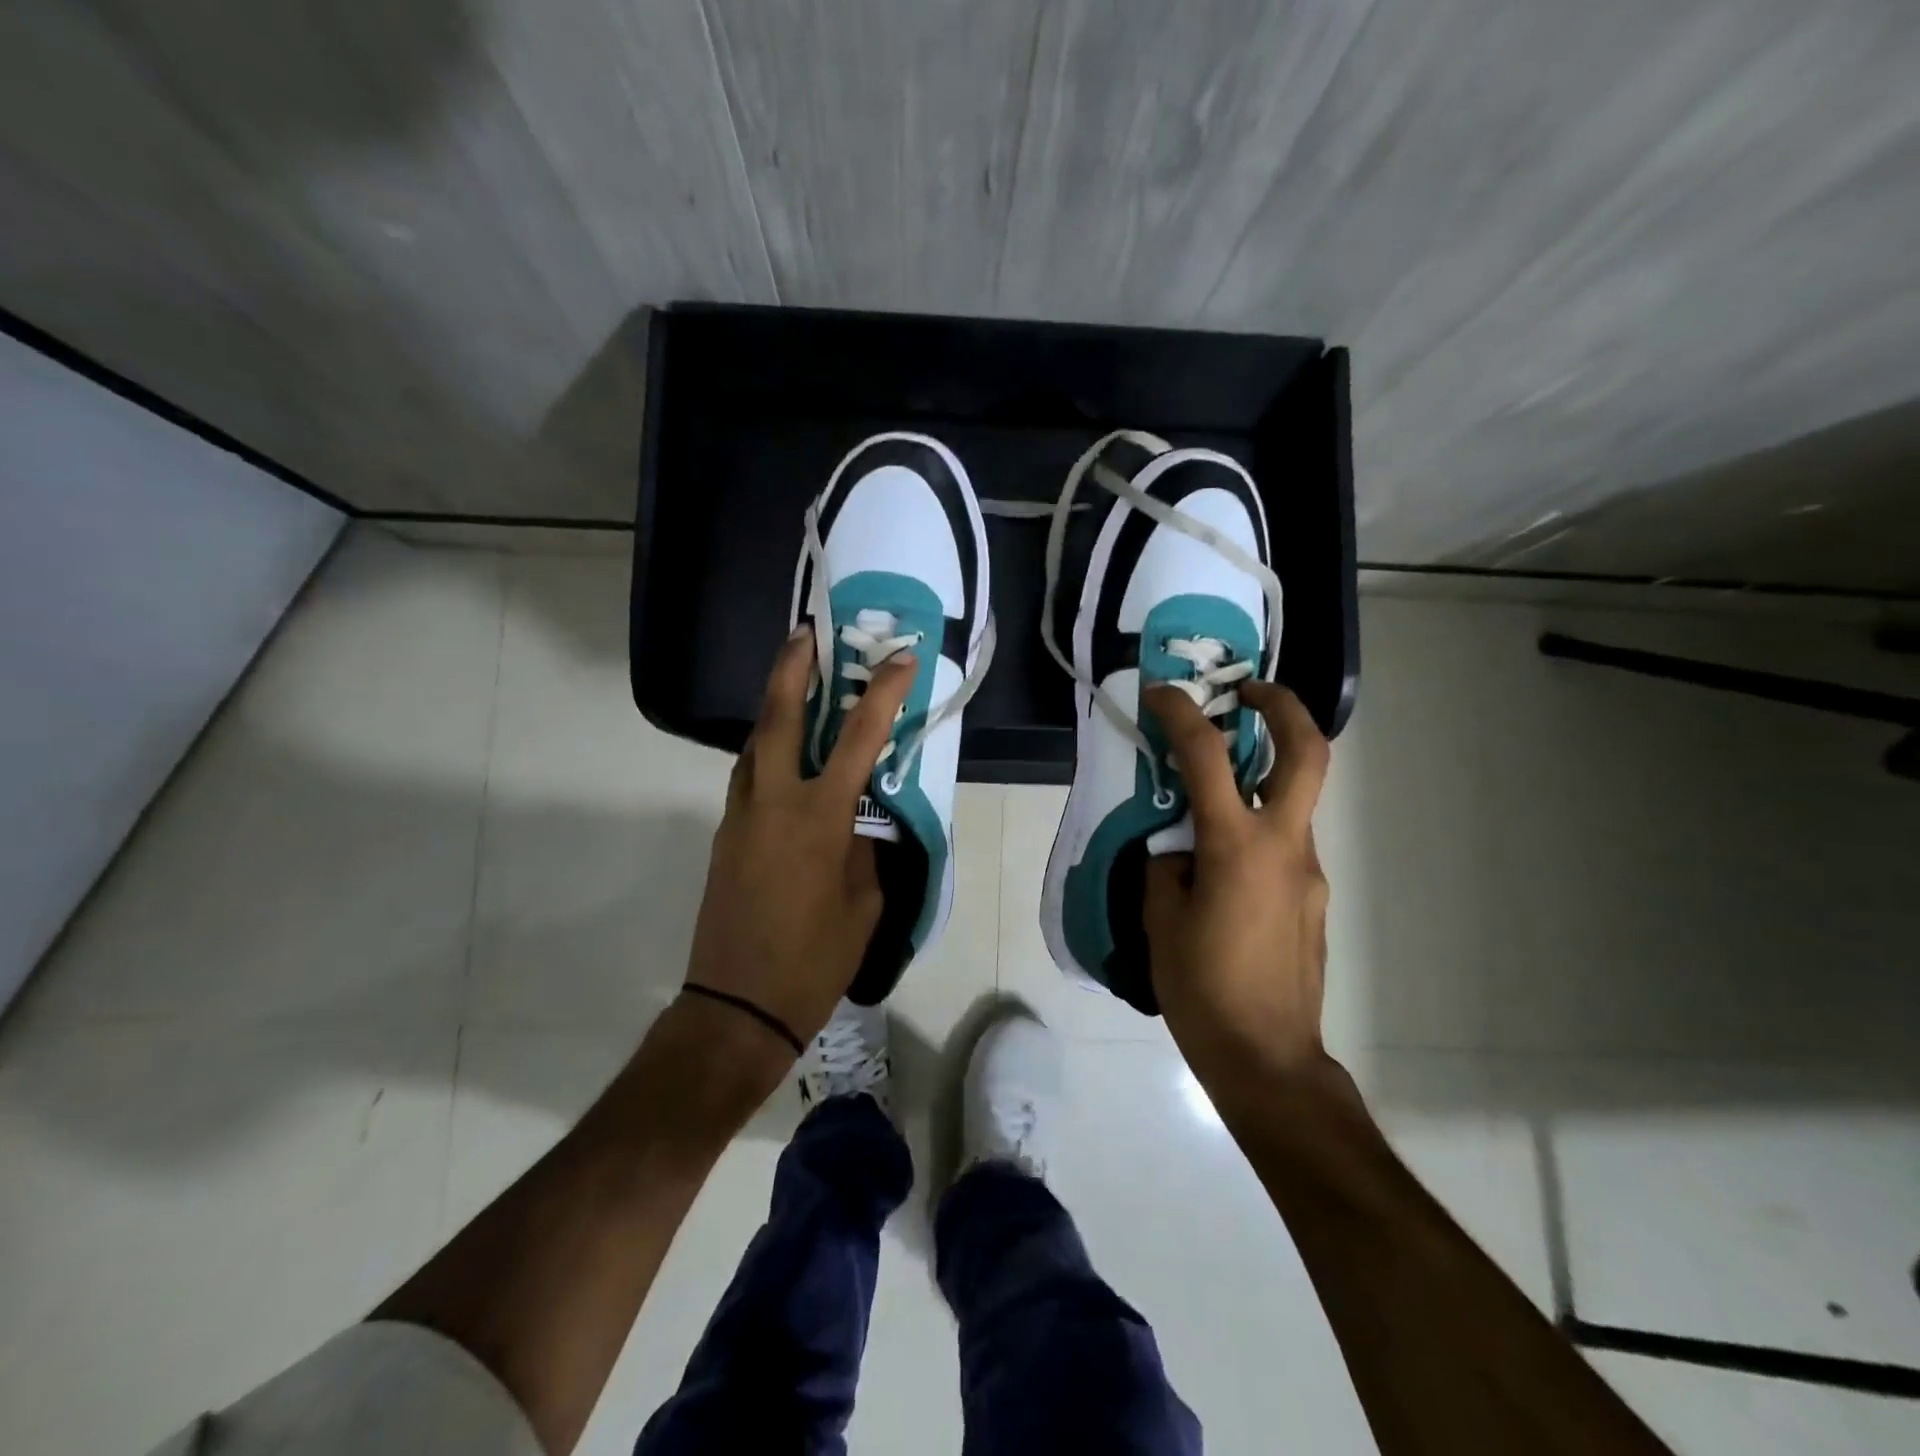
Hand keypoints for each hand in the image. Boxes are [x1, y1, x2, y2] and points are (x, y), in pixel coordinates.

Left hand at [684, 628, 914, 1052]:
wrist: (737, 1005)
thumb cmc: (814, 959)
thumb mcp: (864, 903)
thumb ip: (864, 849)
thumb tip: (858, 820)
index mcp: (818, 818)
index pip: (857, 740)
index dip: (882, 694)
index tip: (901, 658)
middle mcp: (773, 802)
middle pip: (777, 718)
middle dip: (791, 668)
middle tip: (805, 633)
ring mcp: (741, 815)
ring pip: (754, 744)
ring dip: (774, 705)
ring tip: (795, 681)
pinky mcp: (726, 834)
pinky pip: (748, 776)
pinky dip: (766, 750)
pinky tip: (785, 753)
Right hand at [1142, 681, 1333, 1092]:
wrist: (1268, 1058)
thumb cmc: (1203, 988)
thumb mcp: (1160, 919)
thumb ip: (1165, 866)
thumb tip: (1176, 848)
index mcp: (1237, 847)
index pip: (1208, 758)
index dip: (1182, 715)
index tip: (1160, 693)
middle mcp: (1285, 846)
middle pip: (1308, 754)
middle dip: (1284, 707)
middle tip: (1250, 692)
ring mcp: (1308, 871)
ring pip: (1293, 801)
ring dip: (1261, 776)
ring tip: (1210, 795)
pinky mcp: (1313, 897)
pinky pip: (1285, 844)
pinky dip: (1256, 829)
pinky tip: (1221, 866)